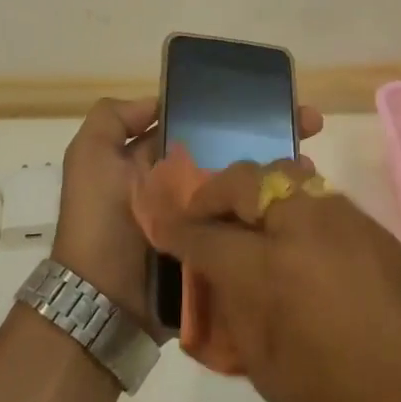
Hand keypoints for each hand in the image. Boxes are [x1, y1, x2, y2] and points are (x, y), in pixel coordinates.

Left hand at [52, 99, 324, 331]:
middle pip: (231, 153)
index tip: (268, 99)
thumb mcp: (88, 158)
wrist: (104, 302)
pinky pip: (250, 224)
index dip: (231, 111)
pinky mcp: (221, 249)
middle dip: (269, 135)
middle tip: (309, 125)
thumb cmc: (98, 222)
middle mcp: (183, 186)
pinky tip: (306, 195)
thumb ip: (112, 120)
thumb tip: (159, 101)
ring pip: (246, 186)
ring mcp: (205, 219)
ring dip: (279, 170)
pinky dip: (274, 210)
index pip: (200, 127)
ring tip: (312, 161)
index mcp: (156, 162)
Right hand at [151, 160, 400, 401]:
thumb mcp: (266, 369)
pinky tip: (295, 240)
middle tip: (207, 219)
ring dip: (256, 193)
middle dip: (215, 195)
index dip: (176, 229)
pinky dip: (293, 205)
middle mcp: (305, 228)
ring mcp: (344, 220)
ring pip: (285, 176)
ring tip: (250, 225)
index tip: (162, 226)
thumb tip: (215, 273)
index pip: (205, 233)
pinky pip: (320, 197)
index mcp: (270, 271)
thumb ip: (234, 308)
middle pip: (244, 180)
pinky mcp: (374, 227)